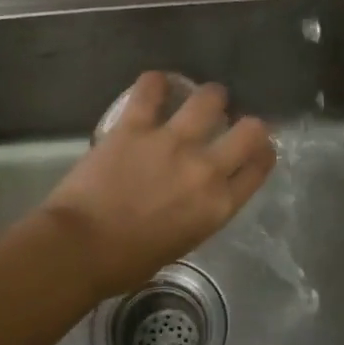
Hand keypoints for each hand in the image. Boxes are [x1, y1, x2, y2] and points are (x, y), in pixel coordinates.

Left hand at [41, 71, 276, 299]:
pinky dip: (155, 83)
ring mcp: (171, 142)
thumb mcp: (182, 242)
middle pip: (250, 129)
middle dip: (246, 121)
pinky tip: (154, 85)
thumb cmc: (128, 261)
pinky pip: (151, 88)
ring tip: (196, 97)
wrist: (80, 248)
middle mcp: (205, 169)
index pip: (259, 166)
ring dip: (208, 96)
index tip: (255, 146)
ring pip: (209, 98)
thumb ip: (199, 211)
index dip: (263, 150)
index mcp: (219, 205)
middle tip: (227, 121)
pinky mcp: (135, 126)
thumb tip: (195, 192)